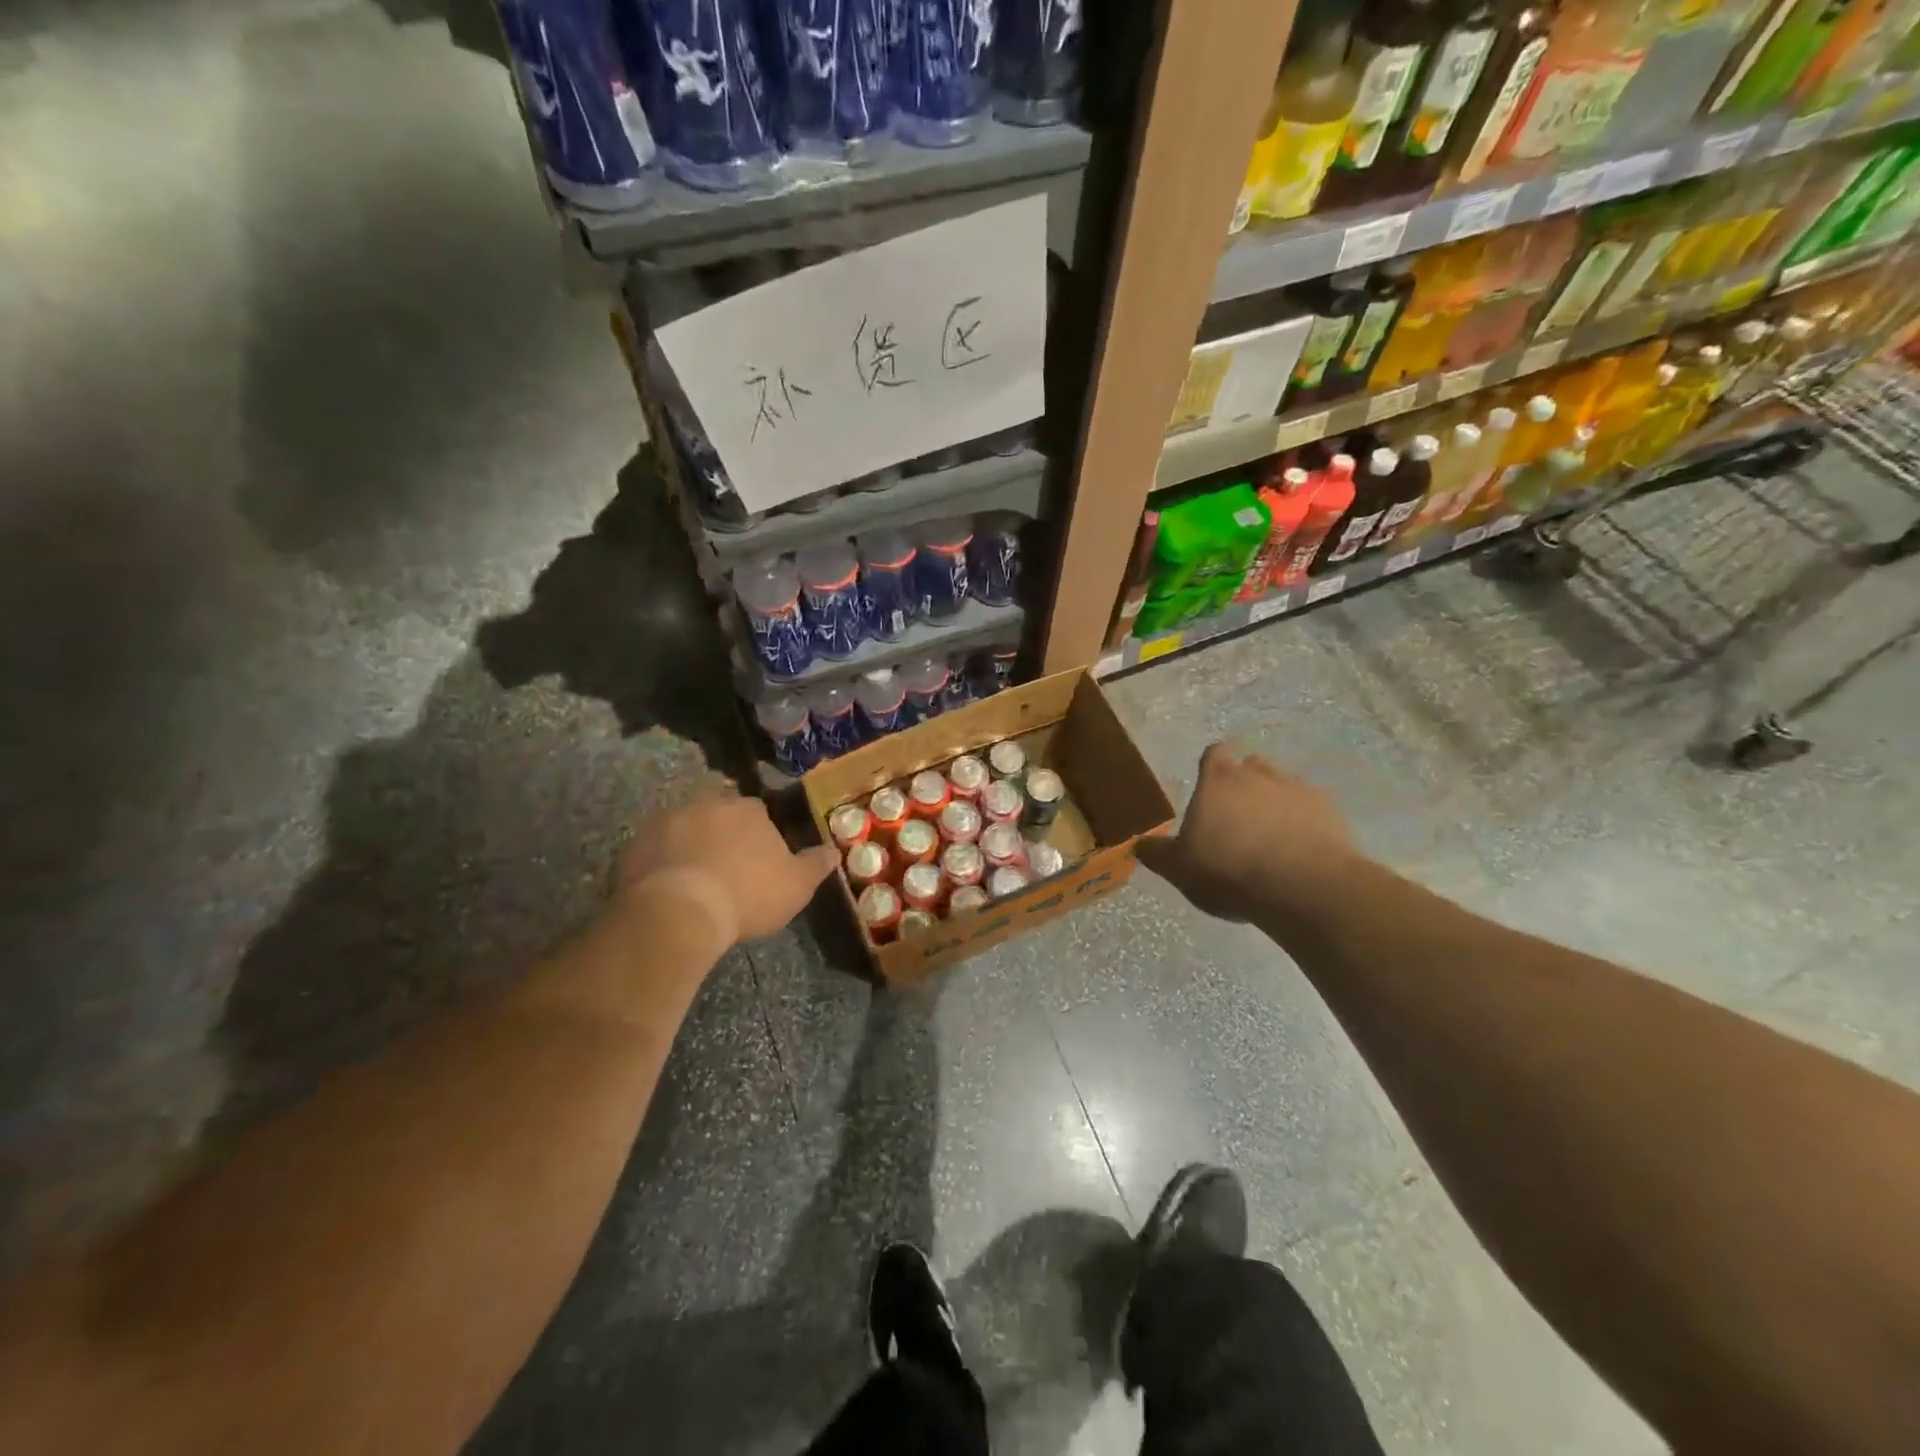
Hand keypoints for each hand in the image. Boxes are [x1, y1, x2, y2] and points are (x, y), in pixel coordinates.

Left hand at [616, 787, 838, 943]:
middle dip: (722, 829)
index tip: (758, 857)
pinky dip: (662, 858)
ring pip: (685, 824)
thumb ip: (816, 865)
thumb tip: (834, 851)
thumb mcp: (796, 887)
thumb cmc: (747, 896)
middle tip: (725, 862)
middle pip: (718, 811)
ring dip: (690, 841)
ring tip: (693, 874)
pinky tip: (667, 883)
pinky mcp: (637, 841)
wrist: (679, 913)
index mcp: (749, 809)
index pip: (758, 811)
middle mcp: (708, 802)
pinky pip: (655, 845)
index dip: (759, 833)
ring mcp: (668, 819)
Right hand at [1136, 743, 1358, 922]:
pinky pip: (1313, 810)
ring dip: (1276, 802)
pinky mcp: (1331, 813)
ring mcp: (1299, 791)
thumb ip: (1157, 854)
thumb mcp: (1180, 869)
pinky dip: (1305, 822)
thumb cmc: (1228, 870)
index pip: (1215, 753)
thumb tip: (1137, 844)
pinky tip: (1301, 850)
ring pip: (1284, 785)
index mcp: (1218, 781)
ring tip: (1271, 834)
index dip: (1214, 763)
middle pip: (1252, 765)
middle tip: (1238, 814)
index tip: (1212, 780)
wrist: (1302, 887)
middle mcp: (1259, 775)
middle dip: (1246, 783)